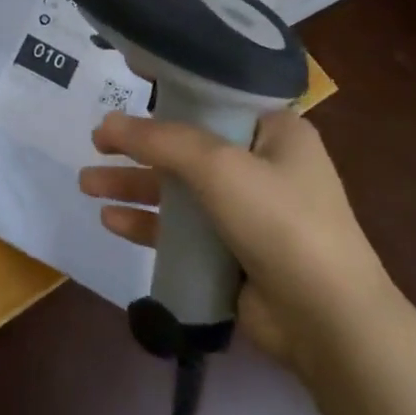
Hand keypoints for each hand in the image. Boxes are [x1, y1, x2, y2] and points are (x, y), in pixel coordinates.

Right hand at [79, 108, 395, 364]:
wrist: (329, 321)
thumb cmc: (281, 222)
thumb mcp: (220, 166)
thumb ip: (160, 141)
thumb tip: (107, 123)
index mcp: (276, 132)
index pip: (214, 102)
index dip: (168, 97)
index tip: (125, 93)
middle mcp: (263, 165)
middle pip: (187, 146)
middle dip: (139, 147)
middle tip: (95, 143)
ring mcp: (248, 212)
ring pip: (178, 189)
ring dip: (134, 186)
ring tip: (87, 184)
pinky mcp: (232, 253)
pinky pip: (181, 230)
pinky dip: (148, 223)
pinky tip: (111, 221)